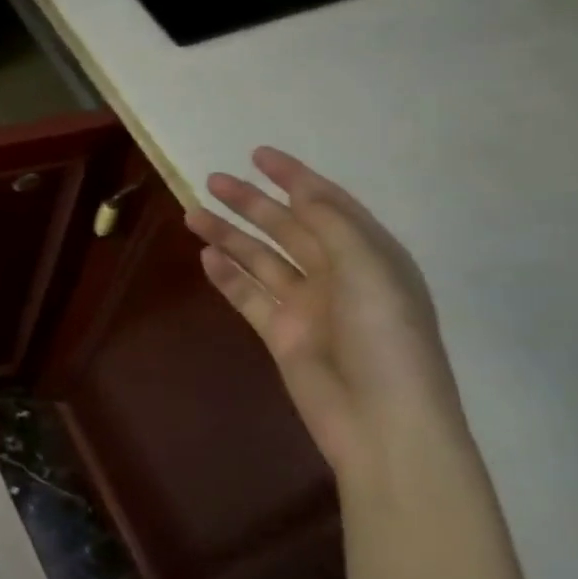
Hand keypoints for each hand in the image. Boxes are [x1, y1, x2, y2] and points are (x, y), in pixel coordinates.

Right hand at [185, 147, 463, 482]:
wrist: (381, 423)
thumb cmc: (384, 338)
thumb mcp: (367, 269)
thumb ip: (330, 225)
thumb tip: (301, 191)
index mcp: (368, 255)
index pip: (327, 204)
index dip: (294, 178)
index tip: (259, 155)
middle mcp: (337, 275)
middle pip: (287, 228)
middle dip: (252, 203)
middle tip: (213, 180)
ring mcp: (308, 306)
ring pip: (261, 259)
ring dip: (230, 236)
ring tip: (193, 214)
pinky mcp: (282, 335)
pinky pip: (249, 296)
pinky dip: (228, 277)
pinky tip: (206, 258)